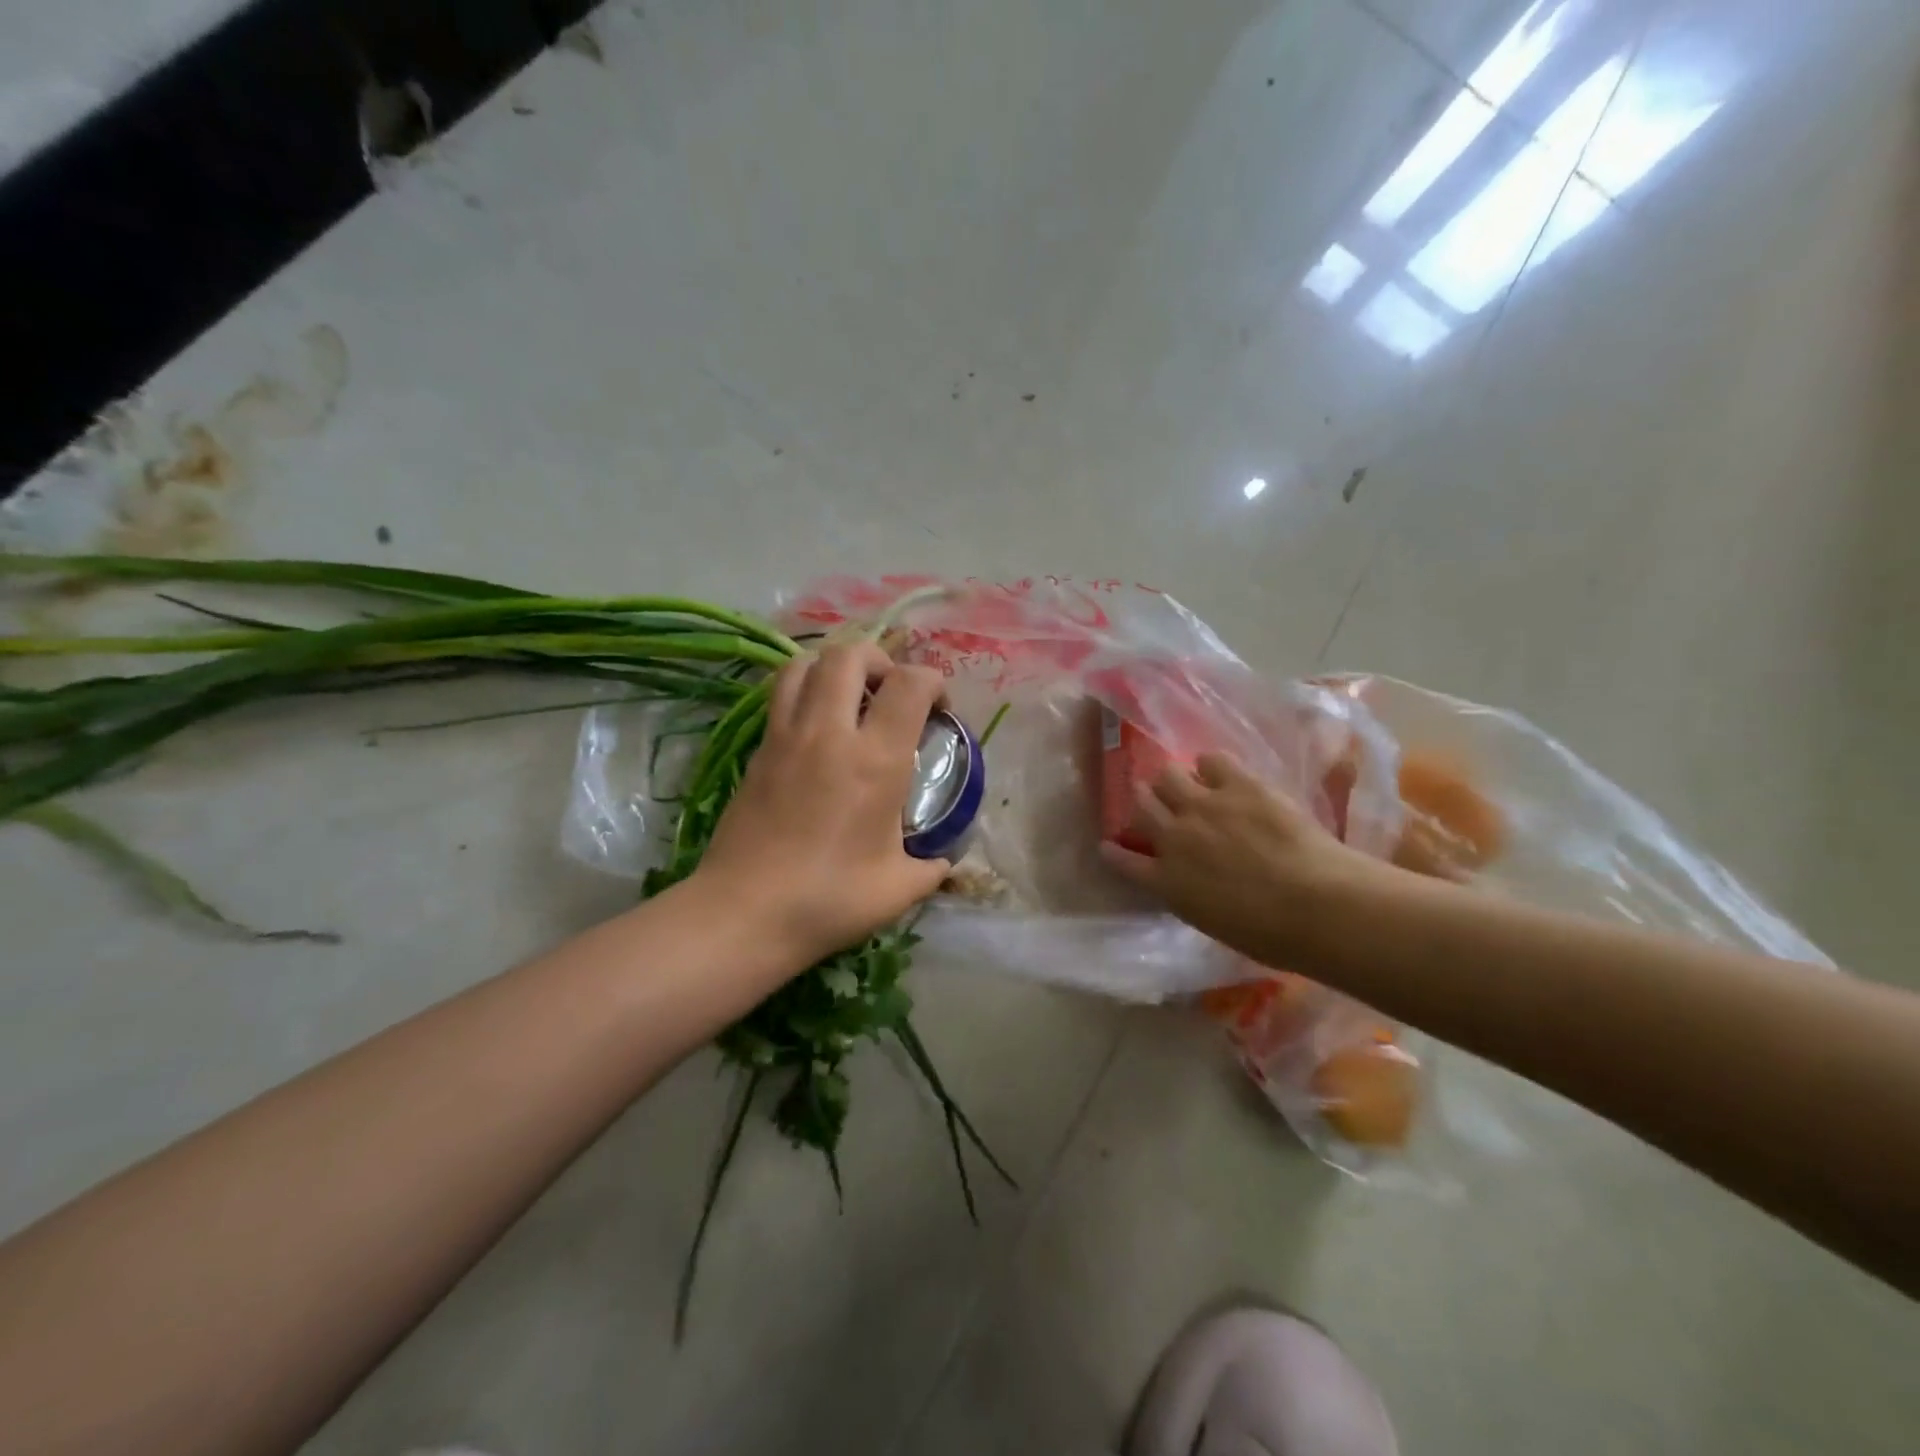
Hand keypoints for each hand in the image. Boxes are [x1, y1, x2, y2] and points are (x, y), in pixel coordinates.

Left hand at [697, 642, 949, 965]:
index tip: (939, 710)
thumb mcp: (898, 889)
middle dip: (880, 661)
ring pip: (805, 663)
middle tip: (890, 694)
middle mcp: (829, 732)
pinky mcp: (757, 750)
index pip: (909, 684)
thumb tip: (944, 862)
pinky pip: (780, 695)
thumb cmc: (829, 900)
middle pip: (850, 654)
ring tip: (850, 697)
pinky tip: (818, 728)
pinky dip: (805, 690)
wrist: (744, 913)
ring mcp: (785, 736)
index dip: (933, 682)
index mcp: (875, 760)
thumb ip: (931, 868)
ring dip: (835, 667)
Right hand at [1102, 752, 1399, 966]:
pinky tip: (1221, 773)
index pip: (1124, 861)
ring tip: (1188, 783)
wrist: (1318, 906)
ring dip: (1172, 780)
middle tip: (1157, 804)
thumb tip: (1190, 881)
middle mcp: (1174, 838)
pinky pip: (1210, 760)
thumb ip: (1191, 895)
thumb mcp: (1214, 923)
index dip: (1115, 852)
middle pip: (1140, 806)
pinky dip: (1211, 766)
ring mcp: (1203, 807)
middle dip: (1144, 802)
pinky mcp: (1238, 785)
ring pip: (1166, 775)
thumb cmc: (1272, 935)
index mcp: (1167, 882)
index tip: (1110, 846)